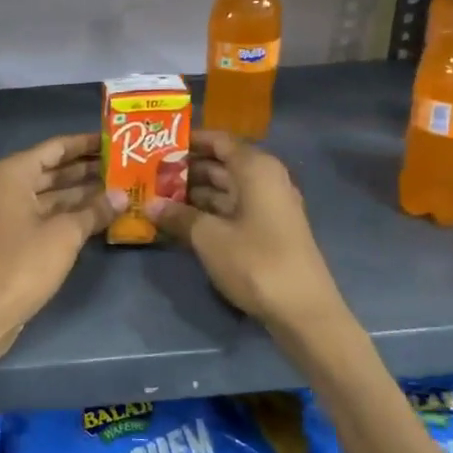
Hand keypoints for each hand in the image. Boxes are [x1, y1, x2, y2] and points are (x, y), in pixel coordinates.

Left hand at [0, 132, 121, 351]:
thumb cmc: (23, 262)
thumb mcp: (65, 234)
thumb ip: (94, 210)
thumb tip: (122, 195)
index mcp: (14, 173)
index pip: (56, 148)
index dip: (86, 143)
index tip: (116, 140)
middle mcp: (8, 186)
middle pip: (54, 170)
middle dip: (88, 169)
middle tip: (126, 165)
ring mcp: (10, 213)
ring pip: (52, 195)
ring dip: (83, 194)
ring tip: (121, 188)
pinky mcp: (15, 237)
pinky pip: (47, 215)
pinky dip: (71, 214)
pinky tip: (101, 215)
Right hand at [145, 129, 343, 330]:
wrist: (303, 310)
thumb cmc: (256, 261)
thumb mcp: (208, 237)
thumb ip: (178, 216)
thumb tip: (149, 204)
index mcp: (256, 169)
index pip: (219, 141)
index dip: (189, 141)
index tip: (157, 145)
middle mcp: (266, 180)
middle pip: (221, 164)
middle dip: (186, 169)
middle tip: (149, 174)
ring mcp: (269, 207)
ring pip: (225, 189)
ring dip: (194, 193)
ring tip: (157, 197)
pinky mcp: (268, 231)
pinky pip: (232, 209)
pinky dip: (208, 212)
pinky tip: (180, 221)